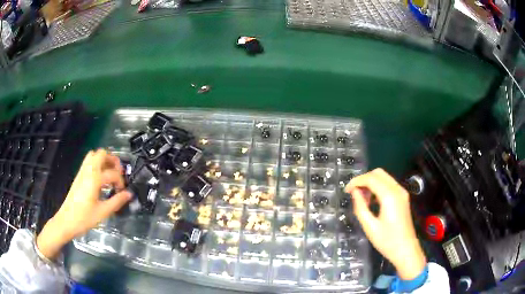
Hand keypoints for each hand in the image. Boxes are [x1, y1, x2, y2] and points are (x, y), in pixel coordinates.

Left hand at [36, 149, 131, 259]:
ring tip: (110, 174)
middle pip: (102, 153)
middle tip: (118, 174)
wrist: (66, 221)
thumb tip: (129, 194)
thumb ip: (117, 201)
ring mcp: (82, 172)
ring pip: (94, 155)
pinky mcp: (79, 175)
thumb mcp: (103, 212)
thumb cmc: (84, 218)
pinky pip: (89, 162)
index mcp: (95, 179)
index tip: (123, 192)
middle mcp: (88, 170)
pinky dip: (97, 164)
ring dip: (104, 161)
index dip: (121, 182)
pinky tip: (100, 179)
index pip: (113, 173)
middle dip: (113, 161)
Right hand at [345, 168, 425, 279]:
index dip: (357, 181)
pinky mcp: (403, 197)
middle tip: (354, 193)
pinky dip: (378, 187)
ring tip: (362, 199)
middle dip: (364, 179)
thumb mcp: (370, 227)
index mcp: (390, 196)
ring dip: (371, 183)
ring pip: (384, 177)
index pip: (371, 178)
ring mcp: (402, 192)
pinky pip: (388, 185)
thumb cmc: (387, 241)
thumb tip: (354, 192)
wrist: (406, 250)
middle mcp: (397, 190)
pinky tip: (372, 201)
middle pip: (378, 173)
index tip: (346, 190)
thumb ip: (360, 207)